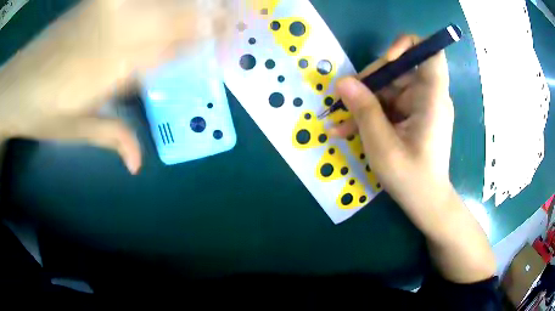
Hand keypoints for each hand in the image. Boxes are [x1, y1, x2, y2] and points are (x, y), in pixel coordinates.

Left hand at [0, 0, 227, 173]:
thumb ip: (112, 137)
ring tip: (212, 6)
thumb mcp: (76, 131)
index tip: (227, 41)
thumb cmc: (44, 111)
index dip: (202, 41)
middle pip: (173, 17)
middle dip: (207, 16)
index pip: (171, 48)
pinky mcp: (97, 3)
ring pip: (158, 3)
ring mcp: (106, 13)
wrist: (20, 81)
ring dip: (187, 4)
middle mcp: (115, 35)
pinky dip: (154, 1)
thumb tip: (140, 164)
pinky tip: (163, 5)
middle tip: (233, 18)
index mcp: (112, 70)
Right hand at [332, 35, 494, 282]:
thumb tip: (342, 82)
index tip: (386, 59)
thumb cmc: (411, 177)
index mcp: (432, 97)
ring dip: (363, 103)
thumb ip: (364, 110)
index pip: (430, 53)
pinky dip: (370, 115)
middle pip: (398, 70)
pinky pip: (389, 106)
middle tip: (344, 101)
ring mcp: (419, 106)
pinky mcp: (411, 117)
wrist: (426, 202)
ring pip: (388, 89)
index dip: (408, 46)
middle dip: (370, 82)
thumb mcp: (382, 145)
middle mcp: (428, 96)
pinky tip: (346, 131)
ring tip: (338, 123)